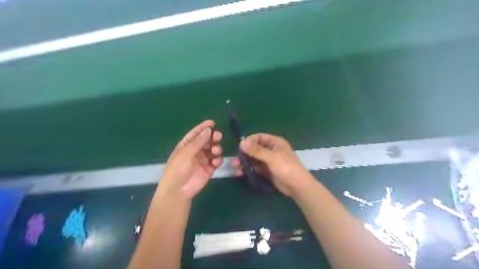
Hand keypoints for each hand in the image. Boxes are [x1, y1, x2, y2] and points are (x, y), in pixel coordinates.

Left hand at [158, 120, 223, 198]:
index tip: (212, 122)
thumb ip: (198, 142)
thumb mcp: (186, 154)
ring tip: (215, 151)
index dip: (203, 127)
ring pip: (213, 150)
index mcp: (186, 145)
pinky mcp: (209, 168)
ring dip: (216, 148)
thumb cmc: (177, 170)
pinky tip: (216, 162)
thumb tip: (208, 130)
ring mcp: (203, 160)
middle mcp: (196, 151)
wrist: (178, 191)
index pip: (196, 133)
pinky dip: (218, 159)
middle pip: (207, 140)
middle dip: (213, 137)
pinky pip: (216, 161)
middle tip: (218, 136)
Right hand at [232, 133, 314, 196]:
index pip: (259, 137)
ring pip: (254, 159)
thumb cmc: (286, 167)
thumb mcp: (271, 157)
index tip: (240, 147)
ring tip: (236, 168)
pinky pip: (255, 168)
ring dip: (245, 162)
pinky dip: (248, 169)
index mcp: (274, 142)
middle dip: (245, 154)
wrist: (297, 186)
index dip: (249, 141)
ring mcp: (268, 161)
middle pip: (255, 148)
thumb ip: (256, 150)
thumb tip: (241, 143)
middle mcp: (271, 150)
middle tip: (235, 160)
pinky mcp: (267, 171)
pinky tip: (241, 173)